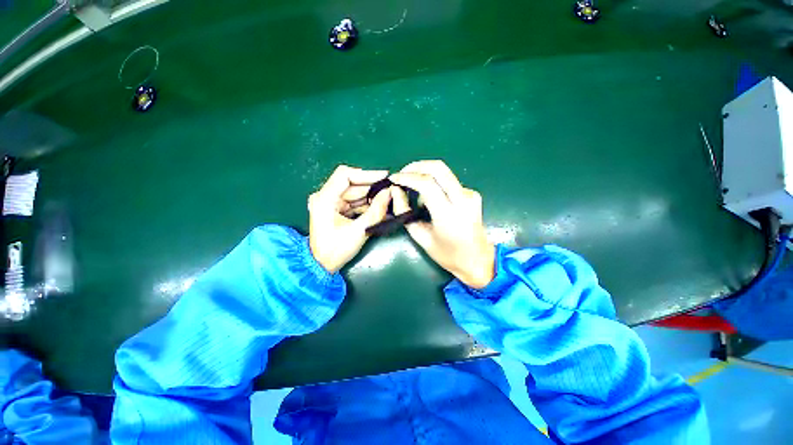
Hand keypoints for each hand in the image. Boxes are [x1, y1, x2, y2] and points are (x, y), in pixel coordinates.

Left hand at [309, 165, 391, 272]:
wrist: (322, 265)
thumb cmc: (336, 249)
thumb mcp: (359, 231)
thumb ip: (376, 211)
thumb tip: (389, 193)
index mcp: (325, 198)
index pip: (345, 175)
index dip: (367, 174)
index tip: (385, 176)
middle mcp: (326, 196)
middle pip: (353, 185)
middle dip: (373, 188)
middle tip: (391, 190)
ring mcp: (331, 203)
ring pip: (355, 194)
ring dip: (372, 197)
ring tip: (389, 199)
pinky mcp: (337, 210)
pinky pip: (355, 202)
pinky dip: (367, 205)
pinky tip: (381, 207)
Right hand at [390, 160, 494, 288]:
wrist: (478, 260)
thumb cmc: (448, 255)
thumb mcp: (421, 238)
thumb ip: (405, 213)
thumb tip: (396, 191)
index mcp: (449, 215)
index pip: (427, 184)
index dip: (407, 177)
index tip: (394, 178)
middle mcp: (463, 200)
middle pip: (438, 168)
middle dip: (416, 166)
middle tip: (402, 173)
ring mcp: (470, 195)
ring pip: (444, 172)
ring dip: (425, 174)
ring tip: (413, 189)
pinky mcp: (472, 194)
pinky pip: (449, 181)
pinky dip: (435, 184)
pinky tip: (429, 197)